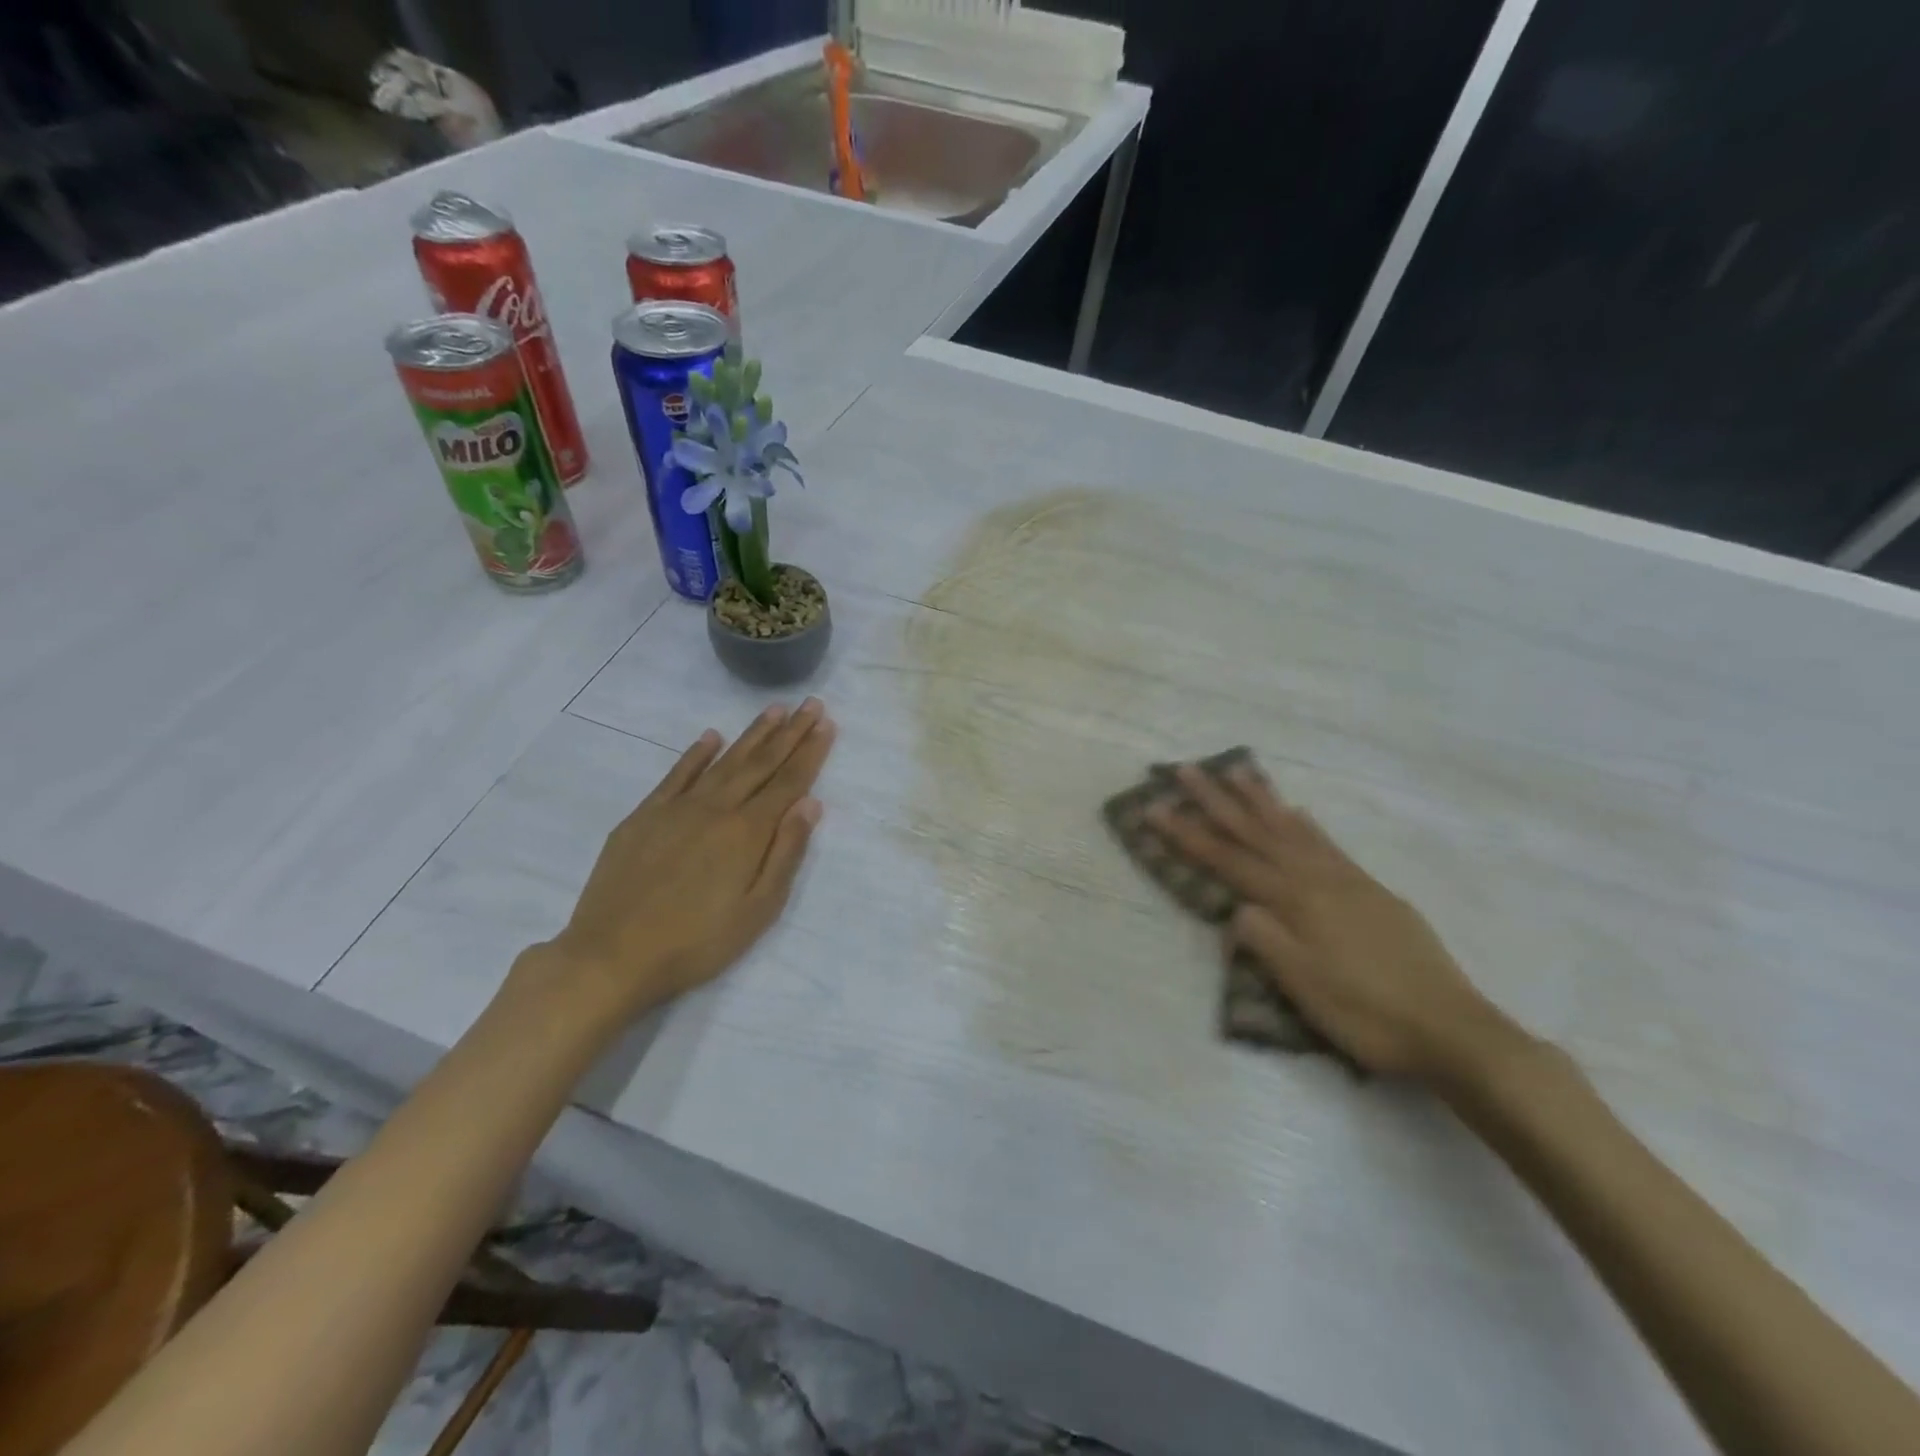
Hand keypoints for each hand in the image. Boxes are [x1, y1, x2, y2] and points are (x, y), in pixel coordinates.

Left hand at [511, 699, 836, 1036]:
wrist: (612, 956)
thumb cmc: (697, 942)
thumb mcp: (757, 910)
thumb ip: (785, 853)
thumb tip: (811, 803)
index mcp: (747, 832)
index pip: (788, 782)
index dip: (810, 752)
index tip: (826, 724)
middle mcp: (715, 808)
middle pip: (760, 763)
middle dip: (790, 733)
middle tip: (811, 703)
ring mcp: (676, 808)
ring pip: (723, 761)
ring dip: (752, 734)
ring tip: (775, 710)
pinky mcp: (644, 816)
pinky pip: (676, 775)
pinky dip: (696, 753)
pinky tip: (711, 737)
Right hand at [1149, 761, 1519, 1083]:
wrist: (1452, 1028)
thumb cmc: (1366, 1013)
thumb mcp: (1303, 985)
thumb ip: (1263, 939)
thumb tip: (1236, 909)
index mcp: (1294, 900)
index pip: (1226, 859)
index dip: (1186, 833)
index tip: (1153, 807)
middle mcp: (1316, 878)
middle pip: (1256, 831)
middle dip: (1216, 800)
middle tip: (1187, 769)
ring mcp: (1347, 880)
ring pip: (1293, 828)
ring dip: (1261, 799)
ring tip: (1238, 771)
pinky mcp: (1372, 890)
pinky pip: (1328, 843)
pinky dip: (1306, 824)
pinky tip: (1298, 812)